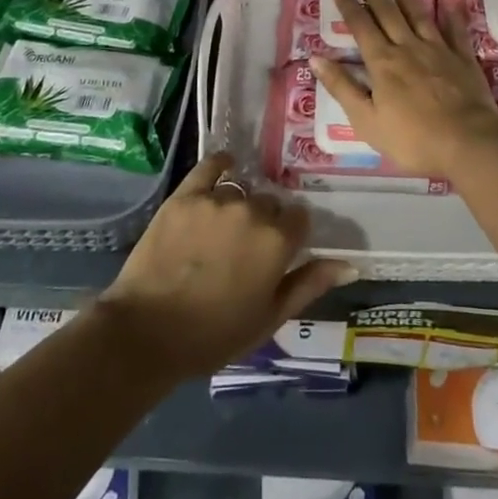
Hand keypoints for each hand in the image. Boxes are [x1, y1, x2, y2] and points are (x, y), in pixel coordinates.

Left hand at [93, 152, 353, 384]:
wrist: (146, 333)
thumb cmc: (214, 335)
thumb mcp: (269, 318)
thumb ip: (310, 284)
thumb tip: (350, 263)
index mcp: (277, 241)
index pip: (299, 218)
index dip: (291, 234)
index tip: (280, 251)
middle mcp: (252, 210)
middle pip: (269, 202)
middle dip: (265, 220)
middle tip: (246, 247)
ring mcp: (216, 199)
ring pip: (241, 190)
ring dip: (239, 204)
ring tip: (222, 230)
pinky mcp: (185, 195)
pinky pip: (210, 165)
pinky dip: (220, 163)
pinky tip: (224, 165)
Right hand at [310, 0, 497, 177]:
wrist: (468, 142)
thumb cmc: (412, 138)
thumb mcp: (366, 120)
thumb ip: (342, 88)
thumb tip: (315, 58)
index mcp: (382, 63)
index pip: (361, 27)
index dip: (348, 6)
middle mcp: (408, 48)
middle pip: (388, 14)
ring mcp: (438, 50)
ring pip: (419, 16)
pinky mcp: (463, 58)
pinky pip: (455, 30)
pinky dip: (450, 13)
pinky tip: (448, 0)